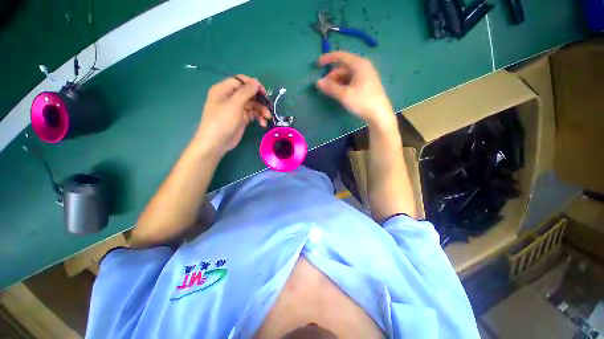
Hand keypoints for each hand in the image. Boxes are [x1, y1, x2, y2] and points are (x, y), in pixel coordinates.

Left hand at [195, 75, 271, 155]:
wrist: (217, 142)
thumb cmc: (222, 121)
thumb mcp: (234, 104)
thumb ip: (246, 92)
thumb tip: (256, 82)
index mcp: (224, 89)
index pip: (241, 81)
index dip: (253, 85)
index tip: (264, 93)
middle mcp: (231, 97)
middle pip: (249, 93)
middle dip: (260, 100)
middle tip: (269, 106)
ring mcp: (237, 108)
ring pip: (253, 105)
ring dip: (261, 110)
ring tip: (267, 117)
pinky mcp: (242, 118)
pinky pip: (253, 114)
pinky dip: (259, 118)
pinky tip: (263, 123)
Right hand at [316, 52, 394, 126]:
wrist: (379, 115)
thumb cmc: (362, 102)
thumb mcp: (344, 95)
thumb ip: (330, 88)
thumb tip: (318, 82)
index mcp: (359, 64)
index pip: (341, 56)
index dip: (328, 59)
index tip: (317, 64)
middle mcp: (363, 67)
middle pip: (343, 67)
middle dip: (332, 75)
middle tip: (324, 86)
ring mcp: (366, 76)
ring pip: (347, 75)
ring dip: (337, 81)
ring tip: (330, 92)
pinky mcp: (366, 85)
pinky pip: (351, 81)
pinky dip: (343, 85)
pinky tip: (339, 93)